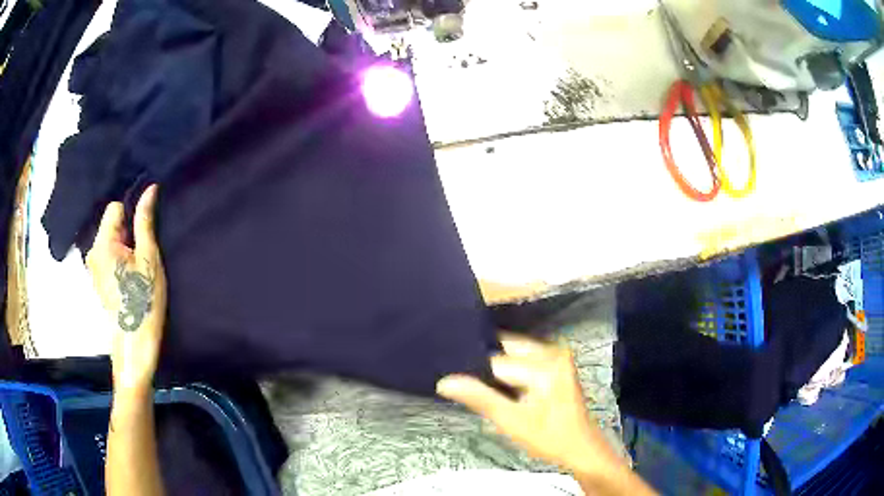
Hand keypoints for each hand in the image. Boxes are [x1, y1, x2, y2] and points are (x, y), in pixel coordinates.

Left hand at [86, 185, 166, 393]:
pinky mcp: (96, 280)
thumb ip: (145, 221)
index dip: (131, 216)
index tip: (143, 235)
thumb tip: (150, 189)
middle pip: (111, 225)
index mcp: (103, 243)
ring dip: (123, 248)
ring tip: (136, 270)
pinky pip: (107, 256)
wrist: (135, 344)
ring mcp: (93, 267)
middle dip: (127, 233)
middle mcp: (92, 251)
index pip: (115, 208)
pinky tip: (129, 280)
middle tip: (141, 256)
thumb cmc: (144, 300)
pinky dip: (118, 260)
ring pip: (110, 241)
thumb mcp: (149, 258)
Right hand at [436, 333, 621, 475]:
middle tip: (460, 382)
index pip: (495, 361)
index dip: (473, 373)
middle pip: (504, 349)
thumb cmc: (549, 438)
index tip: (452, 382)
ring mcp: (557, 355)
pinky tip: (499, 387)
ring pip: (512, 352)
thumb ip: (479, 398)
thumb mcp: (512, 421)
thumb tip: (444, 381)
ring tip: (475, 385)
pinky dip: (509, 370)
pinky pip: (523, 358)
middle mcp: (553, 350)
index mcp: (545, 364)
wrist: (580, 448)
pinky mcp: (557, 363)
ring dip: (496, 368)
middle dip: (484, 366)